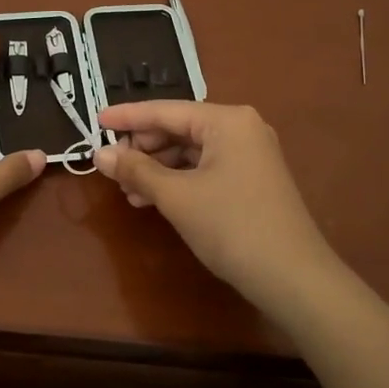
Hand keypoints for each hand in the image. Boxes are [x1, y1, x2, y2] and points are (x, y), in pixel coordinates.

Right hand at [94, 101, 341, 313]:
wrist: (293, 277)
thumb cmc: (231, 226)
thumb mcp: (176, 197)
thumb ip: (136, 170)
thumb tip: (99, 155)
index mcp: (227, 120)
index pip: (166, 110)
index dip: (127, 116)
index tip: (95, 120)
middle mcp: (241, 128)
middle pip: (179, 128)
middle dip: (143, 148)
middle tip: (111, 167)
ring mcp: (250, 155)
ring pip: (191, 151)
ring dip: (157, 168)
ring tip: (128, 191)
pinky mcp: (252, 180)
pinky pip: (205, 169)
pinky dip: (178, 181)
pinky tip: (154, 199)